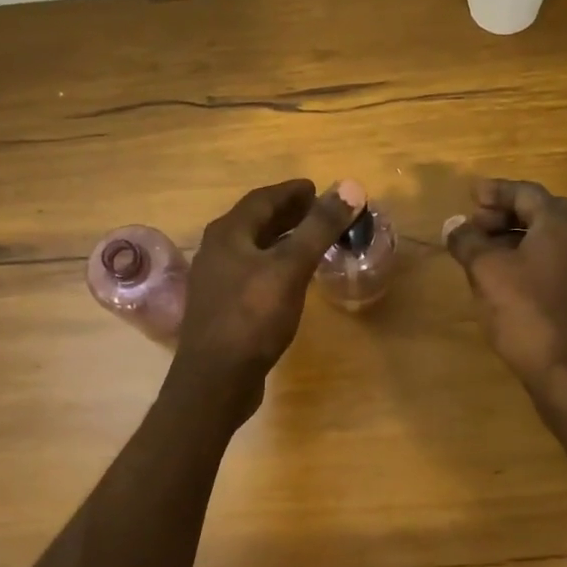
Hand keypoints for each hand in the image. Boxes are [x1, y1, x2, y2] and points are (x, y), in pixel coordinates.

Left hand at [170, 177, 364, 419]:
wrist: (216, 379)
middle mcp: (216, 251)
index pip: (262, 199)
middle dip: (287, 214)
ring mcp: (216, 281)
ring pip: (253, 249)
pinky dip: (274, 265)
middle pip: (255, 222)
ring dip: (281, 240)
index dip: (291, 192)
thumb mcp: (290, 268)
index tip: (316, 188)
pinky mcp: (222, 308)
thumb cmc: (252, 317)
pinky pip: (252, 273)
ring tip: (310, 241)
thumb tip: (350, 187)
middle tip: (318, 211)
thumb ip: (319, 228)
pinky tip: (291, 279)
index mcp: (228, 234)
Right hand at [444, 178, 566, 393]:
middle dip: (502, 214)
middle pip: (538, 213)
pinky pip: (550, 262)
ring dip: (511, 238)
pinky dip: (524, 259)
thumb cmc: (526, 312)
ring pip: (544, 240)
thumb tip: (454, 226)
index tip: (470, 195)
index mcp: (559, 224)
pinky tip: (501, 279)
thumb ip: (468, 242)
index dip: (495, 191)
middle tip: (472, 225)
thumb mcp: (487, 271)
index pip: (526, 192)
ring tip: (480, 253)